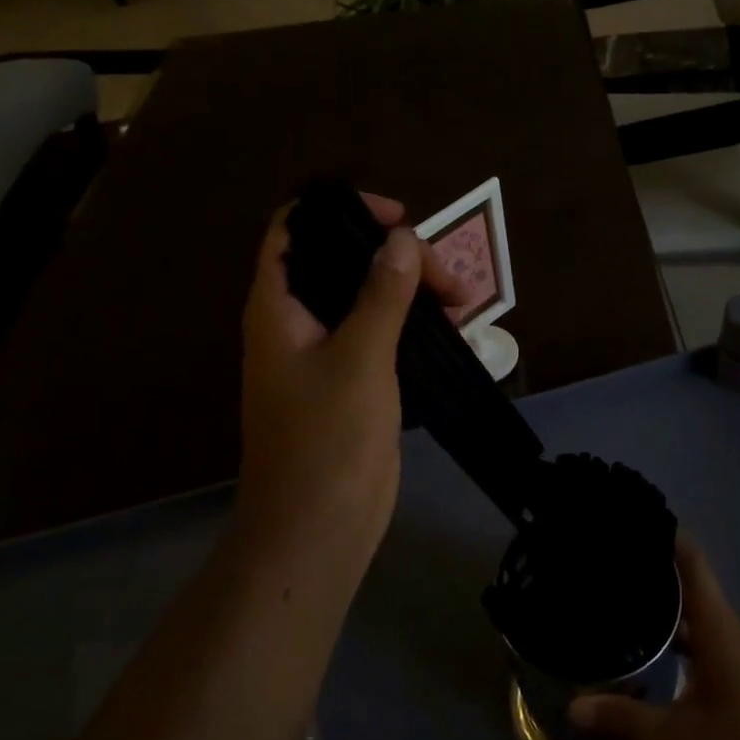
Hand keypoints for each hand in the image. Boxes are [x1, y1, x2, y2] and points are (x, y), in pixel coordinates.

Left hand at [238, 194, 461, 554]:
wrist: (316, 529)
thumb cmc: (327, 439)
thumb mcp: (360, 357)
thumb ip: (381, 294)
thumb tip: (401, 239)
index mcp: (279, 306)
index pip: (296, 228)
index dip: (342, 210)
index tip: (398, 219)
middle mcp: (296, 321)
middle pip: (342, 261)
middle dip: (396, 257)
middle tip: (448, 280)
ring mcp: (323, 353)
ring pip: (366, 298)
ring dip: (411, 291)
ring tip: (461, 304)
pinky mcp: (350, 381)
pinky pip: (380, 334)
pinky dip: (412, 325)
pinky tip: (451, 333)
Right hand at [570, 537, 739, 739]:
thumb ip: (624, 717)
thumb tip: (572, 705)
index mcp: (718, 626)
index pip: (691, 559)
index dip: (663, 533)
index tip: (625, 518)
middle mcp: (728, 630)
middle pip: (688, 581)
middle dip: (650, 566)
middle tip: (603, 557)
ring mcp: (735, 656)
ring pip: (693, 613)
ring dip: (661, 603)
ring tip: (614, 595)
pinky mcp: (737, 680)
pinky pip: (699, 639)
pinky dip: (673, 634)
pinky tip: (645, 648)